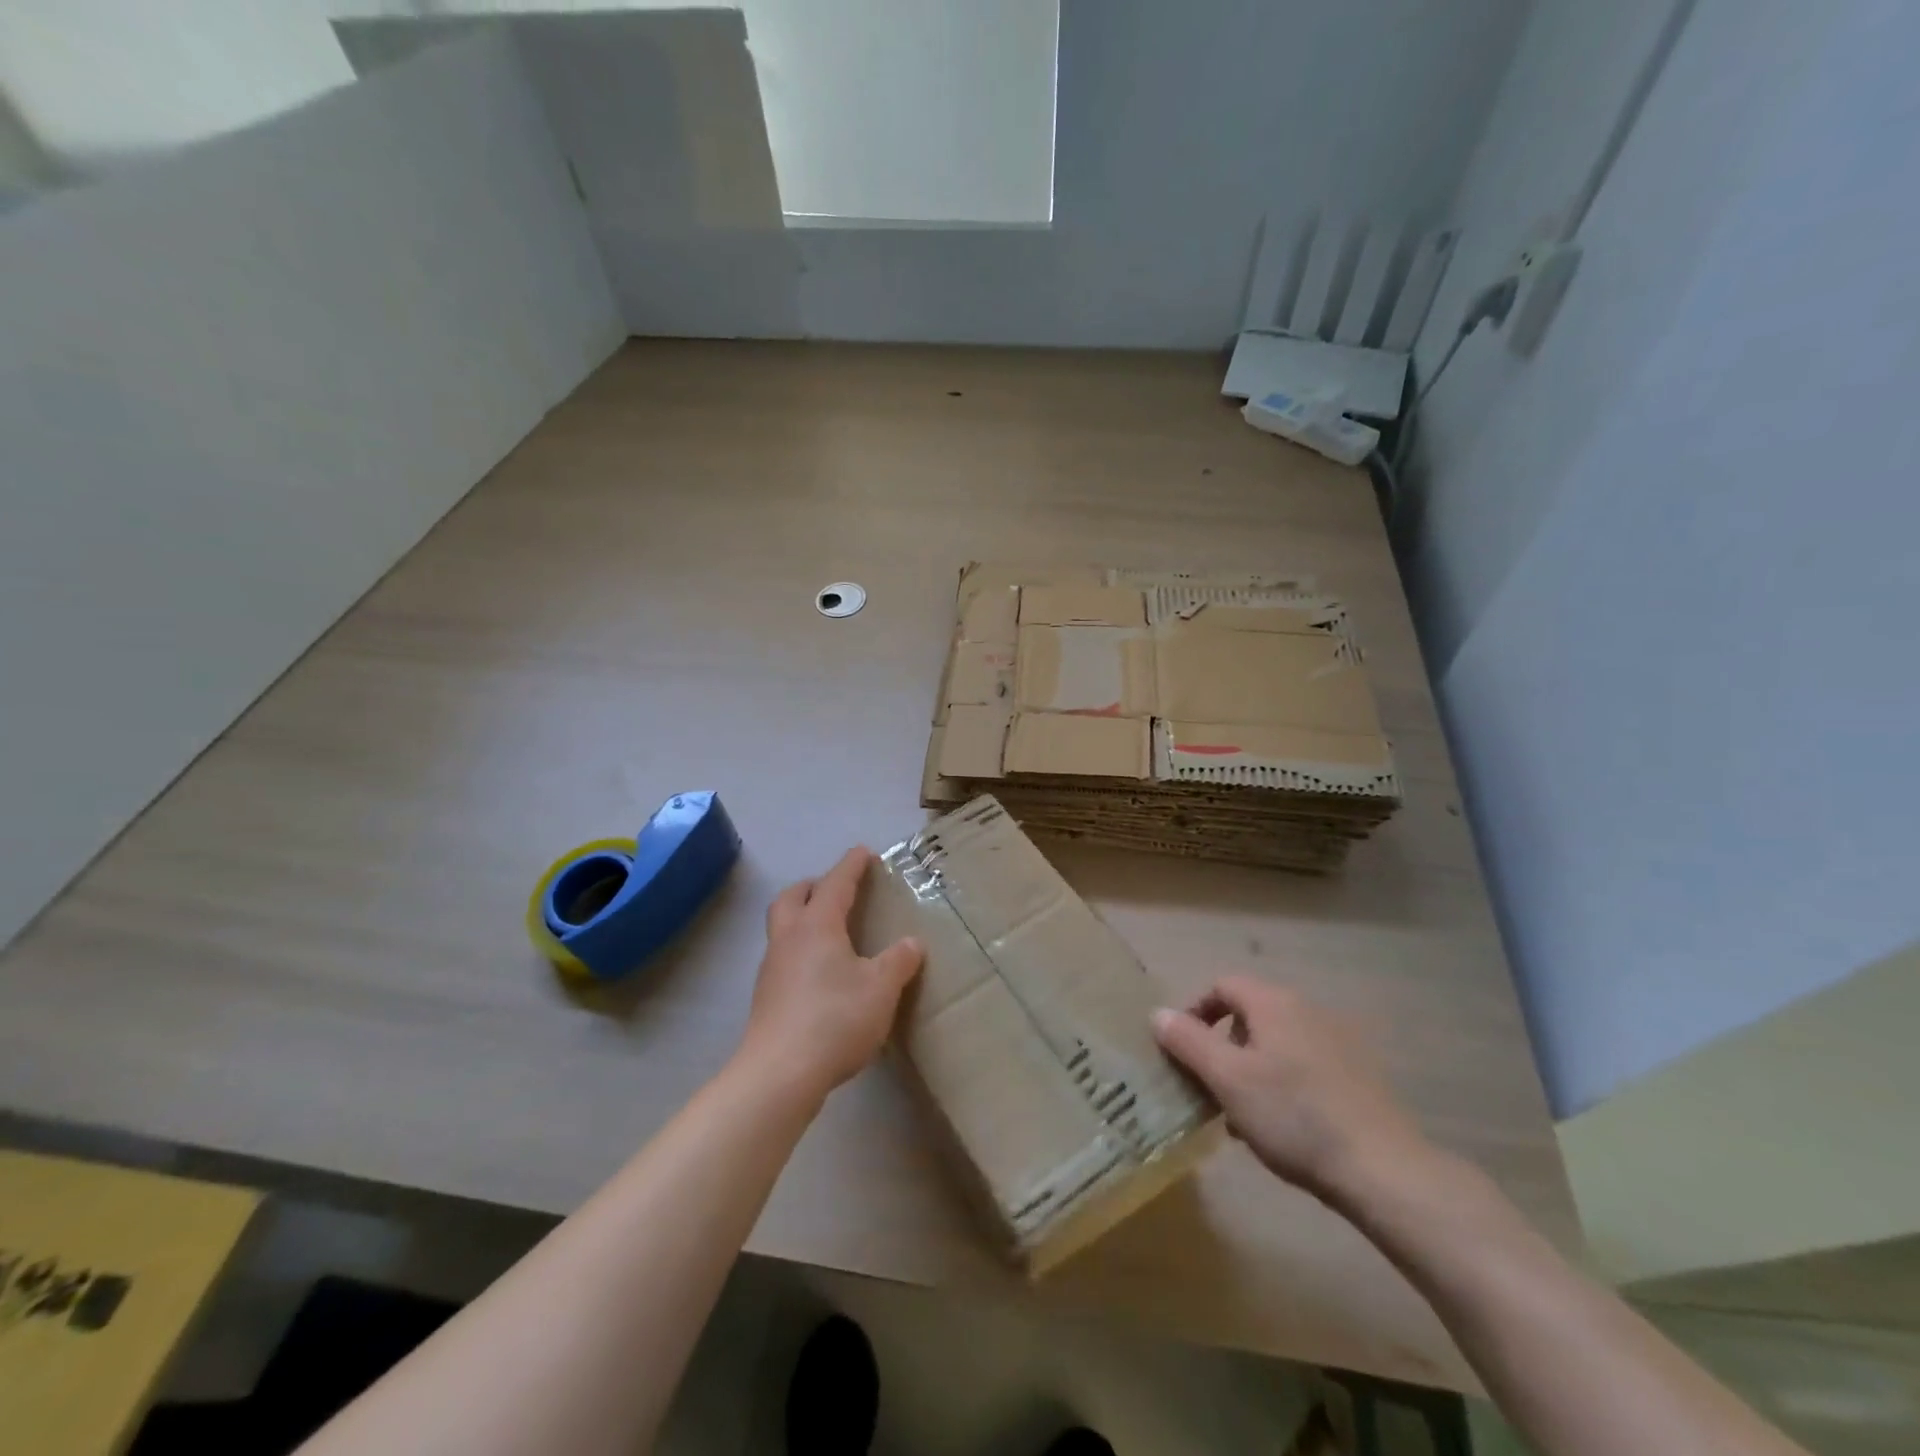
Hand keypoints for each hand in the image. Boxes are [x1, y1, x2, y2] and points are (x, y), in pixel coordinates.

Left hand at [739, 848, 923, 1104]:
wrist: (779, 1073)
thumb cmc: (834, 1019)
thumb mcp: (880, 989)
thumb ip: (898, 962)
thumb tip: (911, 943)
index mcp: (817, 926)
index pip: (836, 883)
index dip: (851, 866)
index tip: (863, 852)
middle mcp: (789, 939)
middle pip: (793, 897)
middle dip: (814, 886)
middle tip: (836, 888)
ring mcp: (772, 968)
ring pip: (783, 926)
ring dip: (803, 917)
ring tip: (830, 929)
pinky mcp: (767, 997)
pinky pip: (783, 956)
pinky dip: (801, 949)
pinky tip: (820, 972)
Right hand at [1152, 976, 1429, 1201]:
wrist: (1383, 1169)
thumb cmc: (1293, 1116)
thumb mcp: (1227, 1079)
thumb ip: (1188, 1041)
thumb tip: (1158, 1013)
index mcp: (1274, 1003)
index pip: (1222, 985)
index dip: (1195, 1011)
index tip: (1181, 1048)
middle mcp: (1307, 1010)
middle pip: (1250, 1014)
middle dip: (1223, 1045)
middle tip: (1210, 1086)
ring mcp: (1338, 1041)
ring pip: (1277, 1043)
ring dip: (1251, 1068)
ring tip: (1242, 1114)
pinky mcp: (1359, 1074)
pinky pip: (1304, 1064)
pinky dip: (1283, 1082)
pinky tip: (1283, 1126)